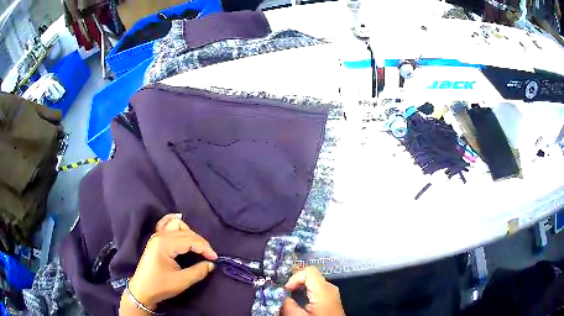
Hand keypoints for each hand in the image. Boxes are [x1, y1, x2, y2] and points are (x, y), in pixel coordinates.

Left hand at [120, 214, 217, 313]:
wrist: (142, 290)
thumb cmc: (160, 286)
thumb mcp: (182, 281)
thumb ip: (198, 271)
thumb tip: (211, 264)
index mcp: (165, 244)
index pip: (190, 240)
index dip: (205, 248)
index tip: (215, 258)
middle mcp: (160, 236)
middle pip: (185, 231)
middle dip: (200, 242)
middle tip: (209, 255)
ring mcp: (156, 236)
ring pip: (176, 225)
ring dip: (189, 232)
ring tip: (198, 246)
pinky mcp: (155, 240)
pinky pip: (166, 224)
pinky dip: (174, 222)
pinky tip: (180, 221)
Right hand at [281, 266, 344, 315]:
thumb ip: (288, 304)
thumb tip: (278, 294)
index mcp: (324, 290)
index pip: (309, 271)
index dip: (294, 278)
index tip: (284, 290)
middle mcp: (329, 288)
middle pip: (310, 276)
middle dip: (294, 283)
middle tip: (281, 292)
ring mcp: (331, 293)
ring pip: (311, 283)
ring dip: (298, 288)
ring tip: (286, 297)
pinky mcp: (329, 299)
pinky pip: (315, 289)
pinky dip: (304, 292)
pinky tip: (297, 301)